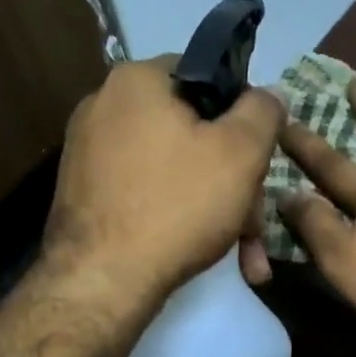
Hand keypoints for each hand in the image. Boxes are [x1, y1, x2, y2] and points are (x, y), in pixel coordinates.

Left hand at [45, 56, 283, 304]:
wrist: (103, 279)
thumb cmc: (178, 206)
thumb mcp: (241, 153)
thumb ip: (263, 112)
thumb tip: (268, 94)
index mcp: (138, 80)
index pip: (208, 77)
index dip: (244, 116)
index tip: (261, 159)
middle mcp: (105, 105)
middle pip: (193, 132)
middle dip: (234, 180)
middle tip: (255, 224)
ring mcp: (90, 152)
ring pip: (176, 170)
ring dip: (216, 208)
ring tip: (243, 255)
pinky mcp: (87, 193)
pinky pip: (149, 193)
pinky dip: (180, 217)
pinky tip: (204, 252)